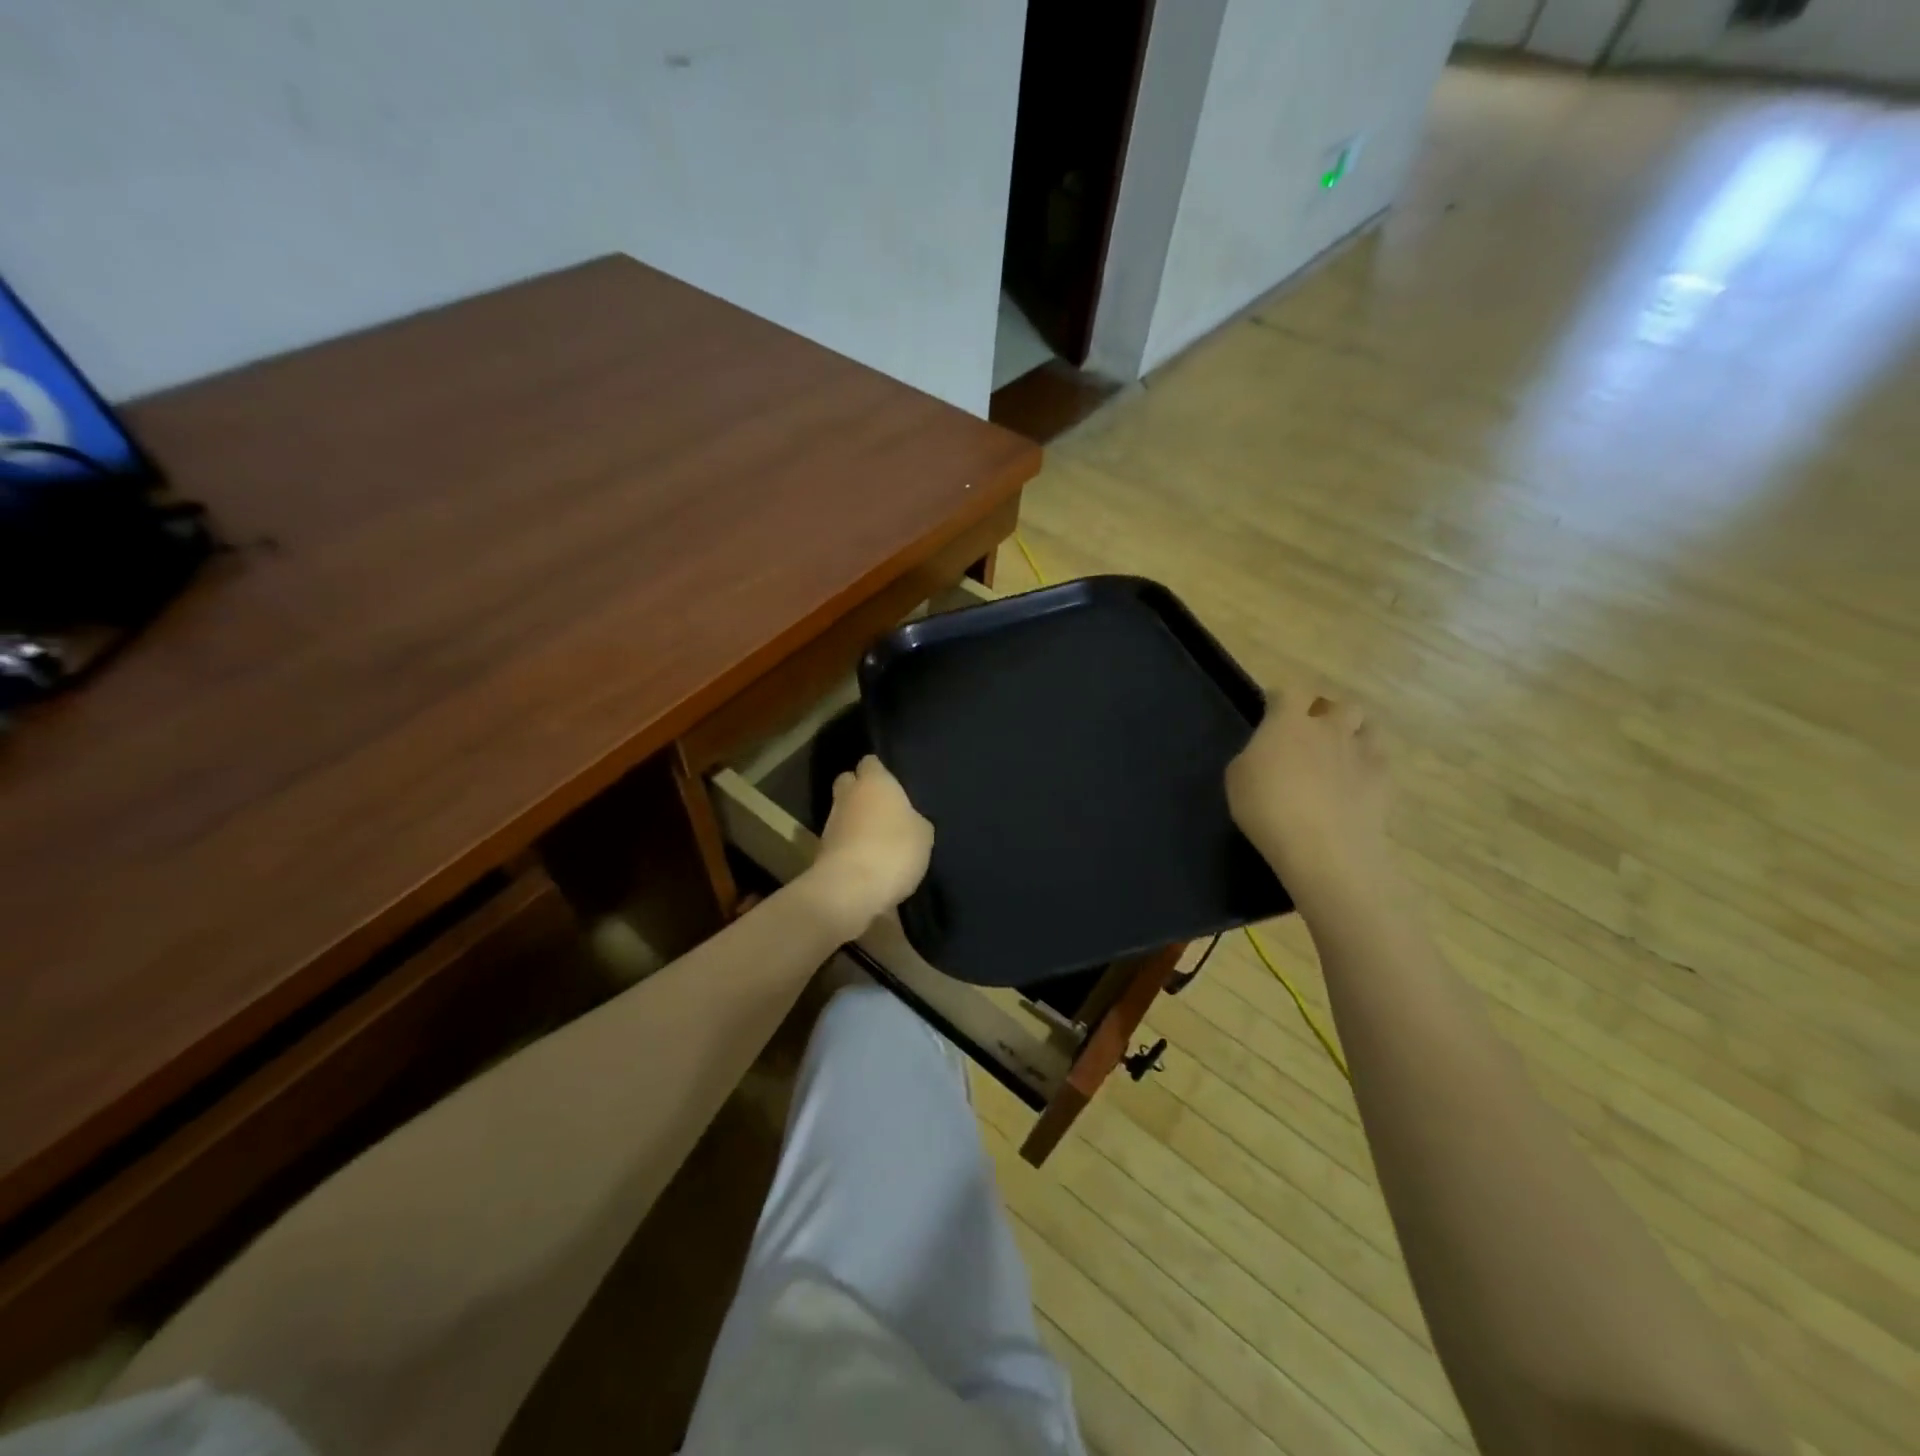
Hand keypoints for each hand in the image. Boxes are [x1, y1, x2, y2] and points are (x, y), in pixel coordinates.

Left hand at [805, 755, 934, 938]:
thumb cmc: (894, 849)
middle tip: (882, 808)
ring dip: (855, 821)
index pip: (870, 762)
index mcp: (874, 782)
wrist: (851, 889)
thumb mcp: (923, 834)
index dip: (880, 771)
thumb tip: (908, 819)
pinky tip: (867, 861)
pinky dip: (850, 846)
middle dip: (860, 791)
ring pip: (842, 812)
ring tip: (877, 839)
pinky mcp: (821, 851)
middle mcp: (847, 796)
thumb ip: (914, 819)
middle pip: (848, 782)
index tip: (893, 783)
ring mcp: (830, 823)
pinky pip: (840, 840)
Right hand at [1225, 683, 1395, 912]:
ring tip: (1341, 752)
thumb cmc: (1267, 810)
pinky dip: (1369, 764)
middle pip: (1340, 703)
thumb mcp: (1237, 779)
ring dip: (1354, 733)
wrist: (1323, 850)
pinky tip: (1357, 782)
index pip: (1293, 690)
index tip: (1275, 709)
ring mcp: (1361, 753)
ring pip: (1367, 726)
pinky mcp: (1384, 781)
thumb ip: (1254, 755)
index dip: (1285, 697)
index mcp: (1289, 723)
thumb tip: (1267, 752)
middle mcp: (1329, 728)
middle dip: (1328, 711)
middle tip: (1312, 731)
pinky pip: (1380, 759)